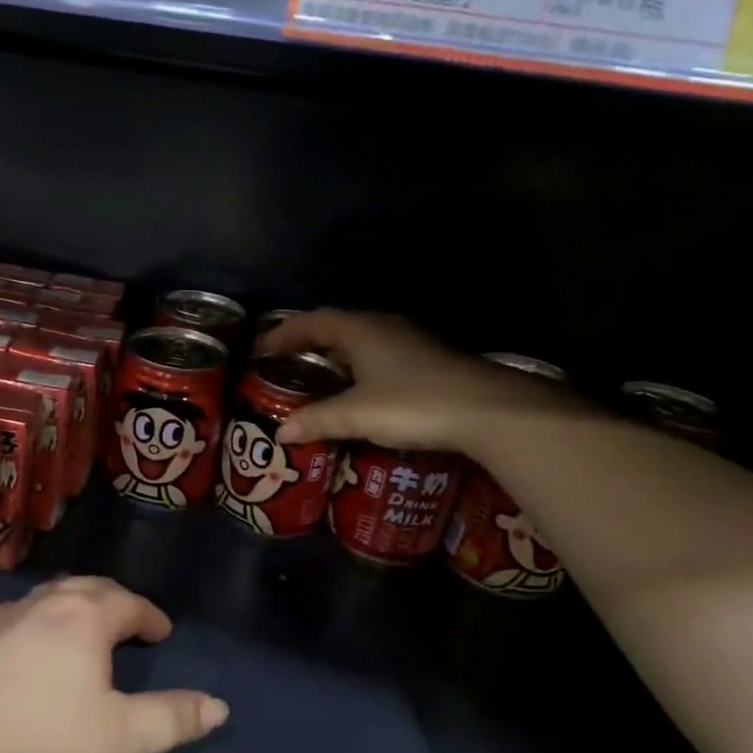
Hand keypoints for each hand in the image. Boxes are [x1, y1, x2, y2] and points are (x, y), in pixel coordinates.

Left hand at [0, 576, 227, 752]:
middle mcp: (45, 604)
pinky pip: (19, 613)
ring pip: (50, 596)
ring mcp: (5, 617)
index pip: (128, 603)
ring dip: (75, 605)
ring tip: (85, 626)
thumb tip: (219, 706)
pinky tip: (31, 639)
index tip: (163, 632)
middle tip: (129, 622)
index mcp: (84, 618)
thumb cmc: (45, 741)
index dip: (150, 616)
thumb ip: (172, 719)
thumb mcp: (122, 738)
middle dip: (114, 601)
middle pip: (88, 588)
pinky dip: (39, 618)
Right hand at [261, 309, 575, 452]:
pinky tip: (360, 393)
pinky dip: (359, 369)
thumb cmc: (413, 402)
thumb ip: (317, 420)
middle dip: (309, 343)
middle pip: (337, 327)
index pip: (313, 321)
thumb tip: (281, 431)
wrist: (489, 410)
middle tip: (286, 364)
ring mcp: (410, 342)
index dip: (285, 333)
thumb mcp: (357, 414)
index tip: (263, 349)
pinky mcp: (428, 361)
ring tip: (318, 379)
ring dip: (337, 356)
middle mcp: (383, 327)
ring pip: (361, 342)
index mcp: (361, 329)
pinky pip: (380, 356)